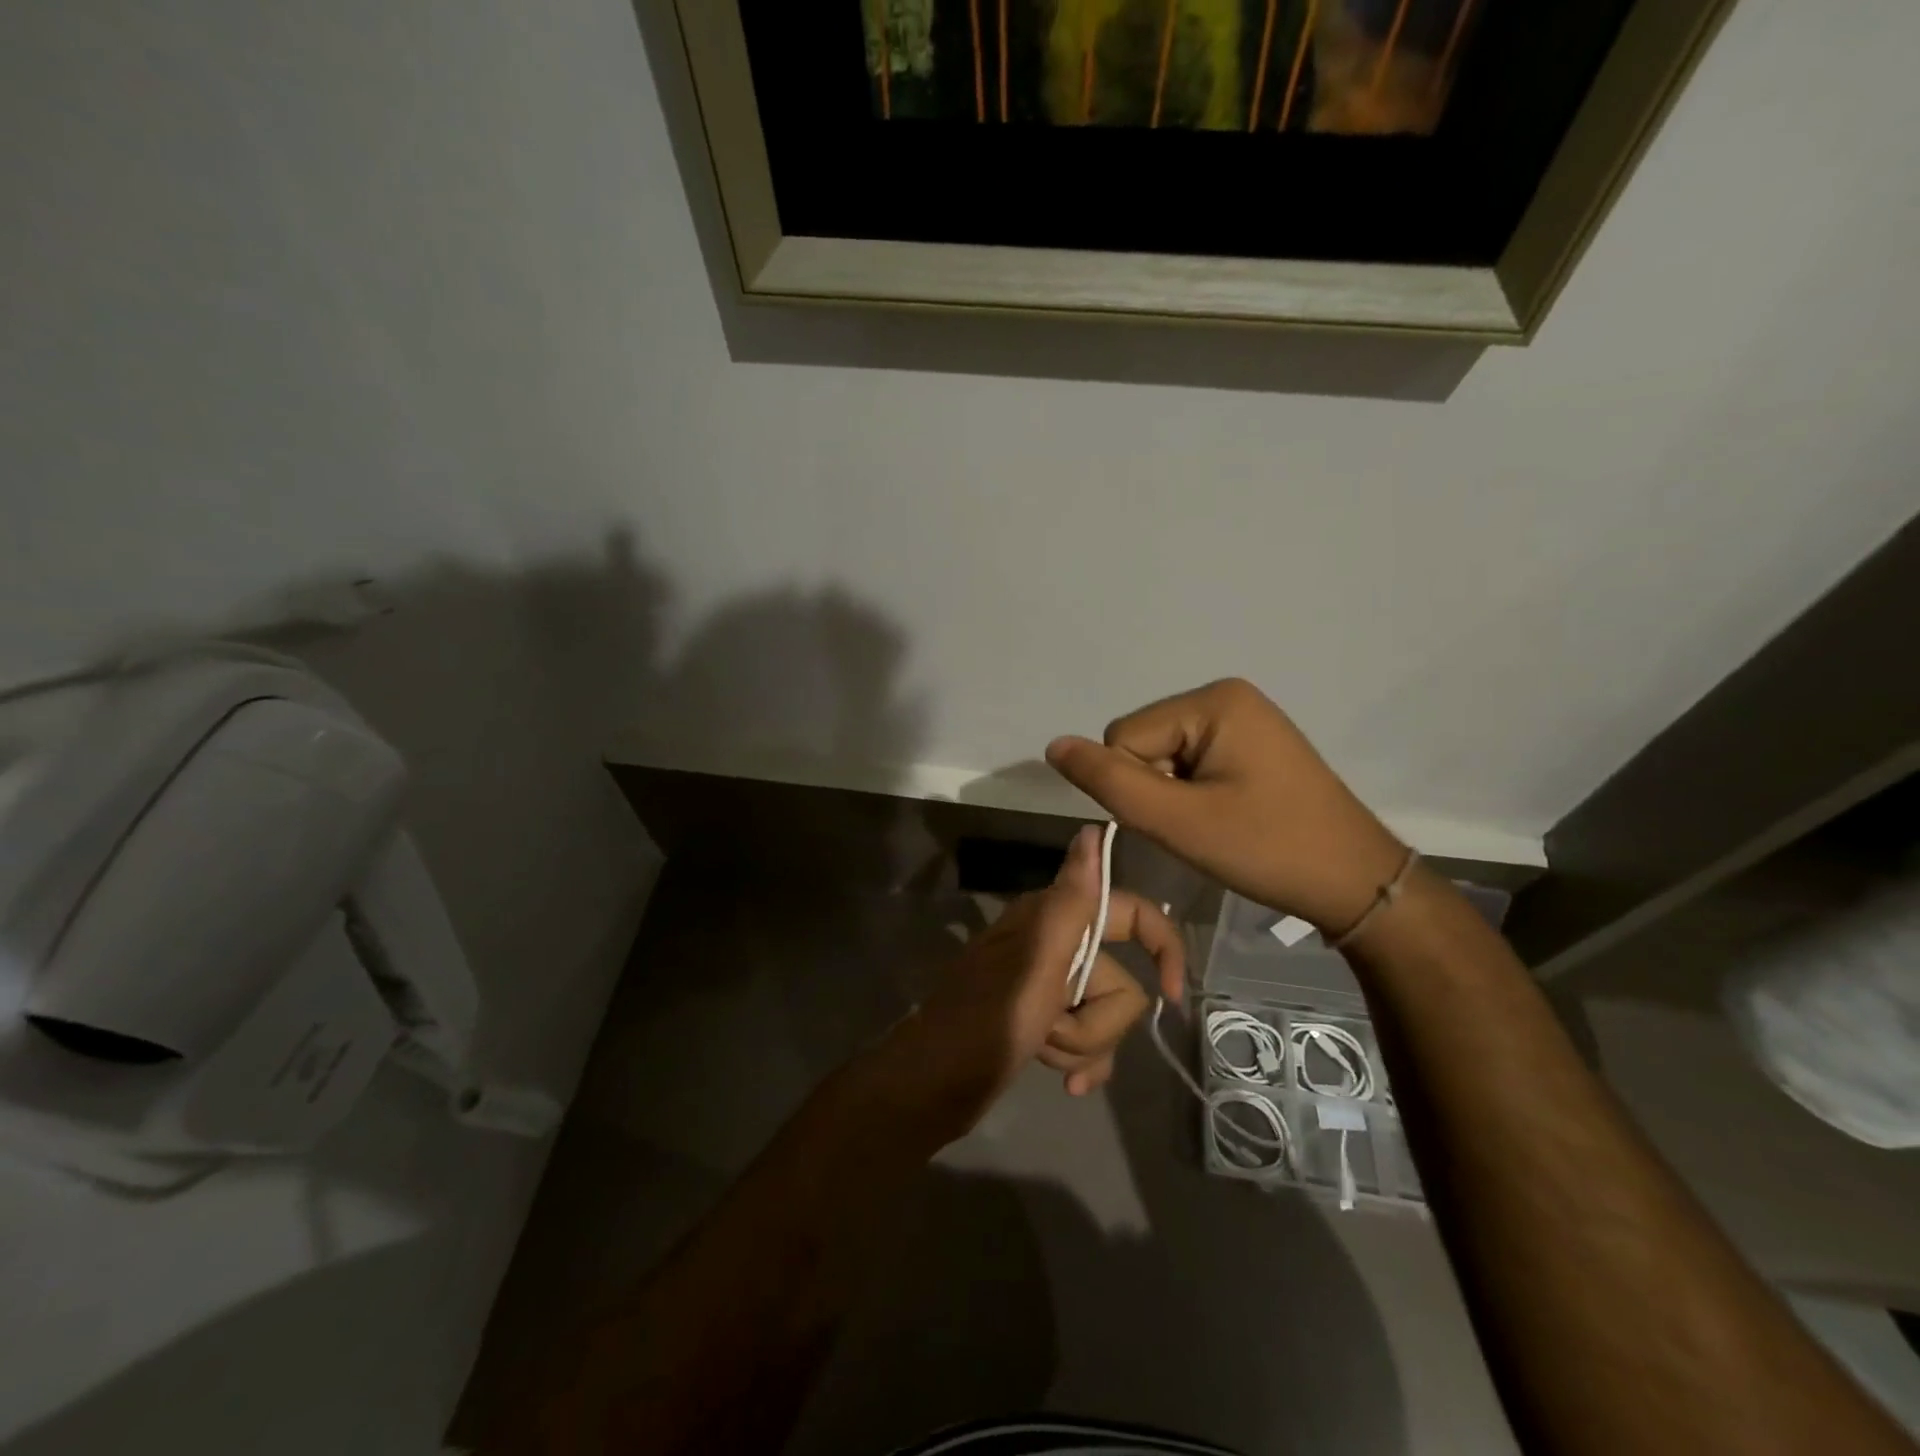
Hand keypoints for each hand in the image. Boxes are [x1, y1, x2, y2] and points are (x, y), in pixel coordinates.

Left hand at [885, 825, 1182, 1138]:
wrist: (932, 1084)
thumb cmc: (986, 1022)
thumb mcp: (1036, 963)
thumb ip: (1071, 901)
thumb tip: (1094, 829)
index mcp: (1054, 920)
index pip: (1130, 915)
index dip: (1161, 946)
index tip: (1174, 993)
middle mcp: (1056, 945)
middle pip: (1120, 983)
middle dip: (1095, 1022)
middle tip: (1052, 1030)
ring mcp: (1049, 986)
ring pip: (1105, 1016)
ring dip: (1083, 1045)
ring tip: (1044, 1053)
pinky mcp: (1044, 1021)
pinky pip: (1088, 1040)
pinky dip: (1083, 1062)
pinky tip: (1069, 1086)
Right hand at [1046, 678, 1406, 934]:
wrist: (1353, 882)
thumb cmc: (1268, 849)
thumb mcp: (1179, 821)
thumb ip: (1110, 782)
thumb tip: (1054, 746)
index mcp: (1213, 700)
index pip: (1124, 737)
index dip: (1138, 790)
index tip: (1182, 822)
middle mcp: (1226, 695)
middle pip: (1142, 741)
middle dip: (1156, 790)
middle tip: (1201, 826)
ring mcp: (1242, 717)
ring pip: (1161, 755)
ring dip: (1173, 795)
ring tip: (1217, 825)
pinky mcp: (1250, 741)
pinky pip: (1190, 760)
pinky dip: (1193, 793)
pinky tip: (1226, 816)